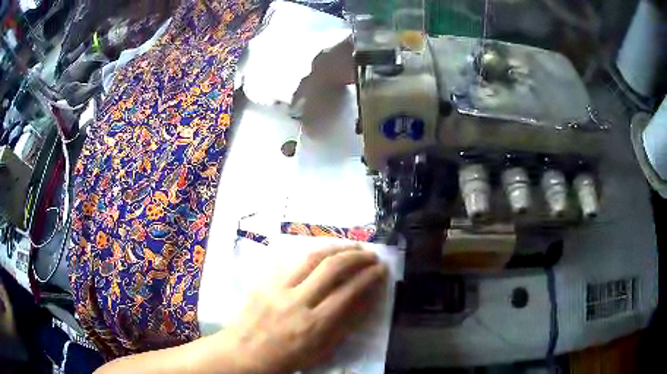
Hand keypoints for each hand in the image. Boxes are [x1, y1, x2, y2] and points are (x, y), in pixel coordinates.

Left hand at [216, 245, 387, 372]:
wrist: (246, 352)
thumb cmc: (288, 357)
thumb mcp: (322, 349)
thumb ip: (345, 323)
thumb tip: (366, 296)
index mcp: (313, 325)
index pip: (348, 292)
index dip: (369, 277)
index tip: (381, 269)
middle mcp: (296, 302)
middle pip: (331, 268)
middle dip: (356, 256)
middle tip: (370, 254)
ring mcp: (276, 288)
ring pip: (310, 257)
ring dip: (336, 248)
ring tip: (352, 247)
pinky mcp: (264, 280)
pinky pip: (292, 260)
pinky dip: (313, 254)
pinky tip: (324, 253)